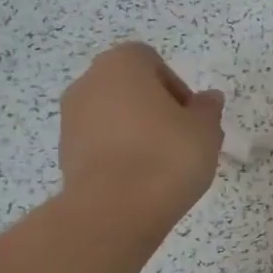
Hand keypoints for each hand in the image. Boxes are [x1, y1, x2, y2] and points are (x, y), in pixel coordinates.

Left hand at [59, 43, 223, 235]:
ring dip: (135, 132)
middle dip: (154, 109)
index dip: (176, 87)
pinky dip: (118, 154)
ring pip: (112, 116)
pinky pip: (99, 144)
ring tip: (160, 165)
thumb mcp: (205, 130)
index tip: (191, 117)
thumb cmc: (166, 156)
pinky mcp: (65, 154)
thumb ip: (207, 110)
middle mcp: (89, 83)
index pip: (151, 61)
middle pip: (128, 88)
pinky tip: (139, 180)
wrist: (115, 210)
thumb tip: (208, 100)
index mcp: (121, 64)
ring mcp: (70, 119)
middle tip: (180, 139)